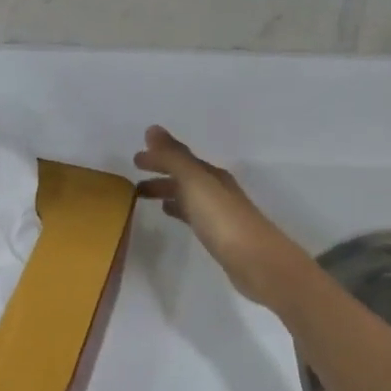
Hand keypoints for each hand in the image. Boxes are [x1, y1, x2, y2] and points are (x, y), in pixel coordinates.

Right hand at [134, 126, 292, 303]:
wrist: (257, 261)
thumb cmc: (222, 219)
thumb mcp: (194, 183)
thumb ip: (173, 158)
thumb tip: (152, 130)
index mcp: (211, 175)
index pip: (181, 158)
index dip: (159, 156)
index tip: (135, 159)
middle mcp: (216, 189)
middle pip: (185, 176)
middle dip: (161, 173)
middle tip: (134, 178)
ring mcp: (219, 213)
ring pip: (187, 195)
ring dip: (167, 191)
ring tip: (144, 196)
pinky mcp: (218, 235)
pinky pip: (192, 214)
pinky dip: (178, 209)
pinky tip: (171, 215)